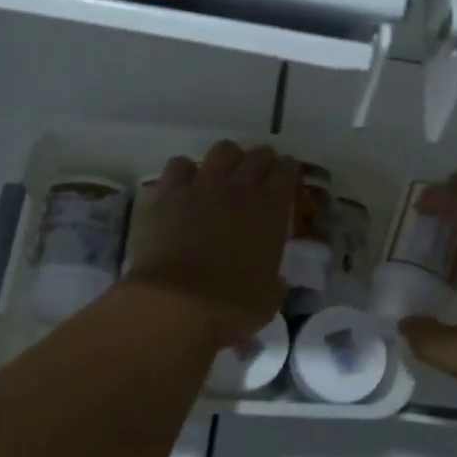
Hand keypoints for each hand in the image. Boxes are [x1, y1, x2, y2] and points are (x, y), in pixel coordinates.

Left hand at [124, 141, 293, 346]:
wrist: (176, 304)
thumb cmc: (231, 306)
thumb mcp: (268, 298)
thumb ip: (274, 281)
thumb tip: (274, 280)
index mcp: (270, 208)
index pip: (287, 172)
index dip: (288, 170)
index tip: (287, 175)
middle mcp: (239, 186)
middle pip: (257, 155)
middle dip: (261, 161)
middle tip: (258, 174)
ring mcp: (201, 185)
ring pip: (221, 150)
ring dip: (226, 160)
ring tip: (221, 174)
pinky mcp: (168, 192)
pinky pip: (179, 165)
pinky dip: (184, 173)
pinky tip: (183, 186)